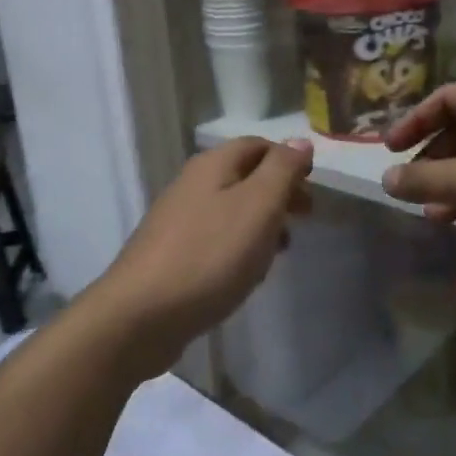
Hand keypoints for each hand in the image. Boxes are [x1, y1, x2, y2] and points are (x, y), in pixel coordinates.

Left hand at [87, 138, 313, 378]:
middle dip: (278, 194)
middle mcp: (192, 185)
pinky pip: (215, 240)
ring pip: (231, 210)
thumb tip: (300, 141)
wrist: (142, 314)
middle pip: (244, 177)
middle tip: (305, 218)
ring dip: (261, 224)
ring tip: (281, 251)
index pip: (257, 145)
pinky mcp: (172, 255)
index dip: (288, 160)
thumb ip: (282, 171)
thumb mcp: (258, 206)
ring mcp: (178, 221)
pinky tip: (247, 274)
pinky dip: (239, 248)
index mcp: (212, 165)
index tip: (313, 187)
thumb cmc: (210, 254)